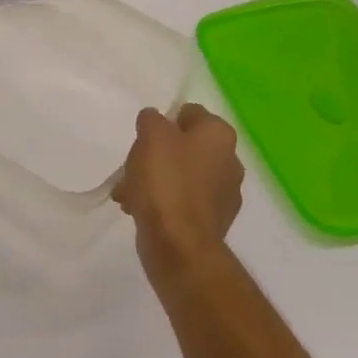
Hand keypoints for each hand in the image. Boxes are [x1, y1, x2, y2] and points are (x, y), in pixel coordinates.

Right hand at [112, 104, 244, 284]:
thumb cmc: (166, 180)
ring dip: (155, 180)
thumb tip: (155, 121)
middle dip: (156, 155)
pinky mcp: (213, 222)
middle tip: (133, 166)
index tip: (145, 137)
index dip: (165, 121)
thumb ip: (152, 119)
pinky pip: (183, 202)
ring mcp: (224, 195)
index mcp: (220, 135)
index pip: (191, 113)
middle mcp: (230, 161)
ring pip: (182, 176)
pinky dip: (163, 202)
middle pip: (185, 147)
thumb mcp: (151, 135)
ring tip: (128, 193)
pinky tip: (139, 210)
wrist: (178, 244)